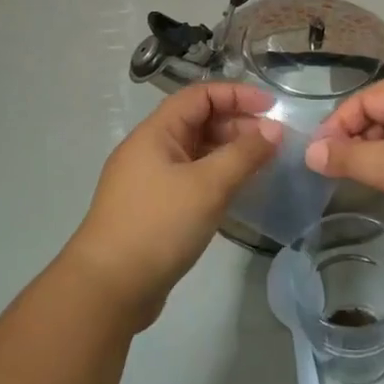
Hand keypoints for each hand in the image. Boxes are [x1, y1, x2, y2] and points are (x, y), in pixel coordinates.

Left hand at [64, 83, 281, 326]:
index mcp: (156, 132)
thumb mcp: (207, 186)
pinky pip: (191, 179)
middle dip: (237, 125)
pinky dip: (216, 178)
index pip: (200, 95)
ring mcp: (150, 180)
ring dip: (229, 153)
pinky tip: (238, 193)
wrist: (108, 288)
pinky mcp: (154, 209)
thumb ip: (244, 154)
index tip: (273, 108)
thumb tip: (274, 129)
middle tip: (273, 143)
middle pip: (198, 121)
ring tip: (262, 166)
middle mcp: (150, 149)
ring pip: (196, 152)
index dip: (237, 95)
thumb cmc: (158, 225)